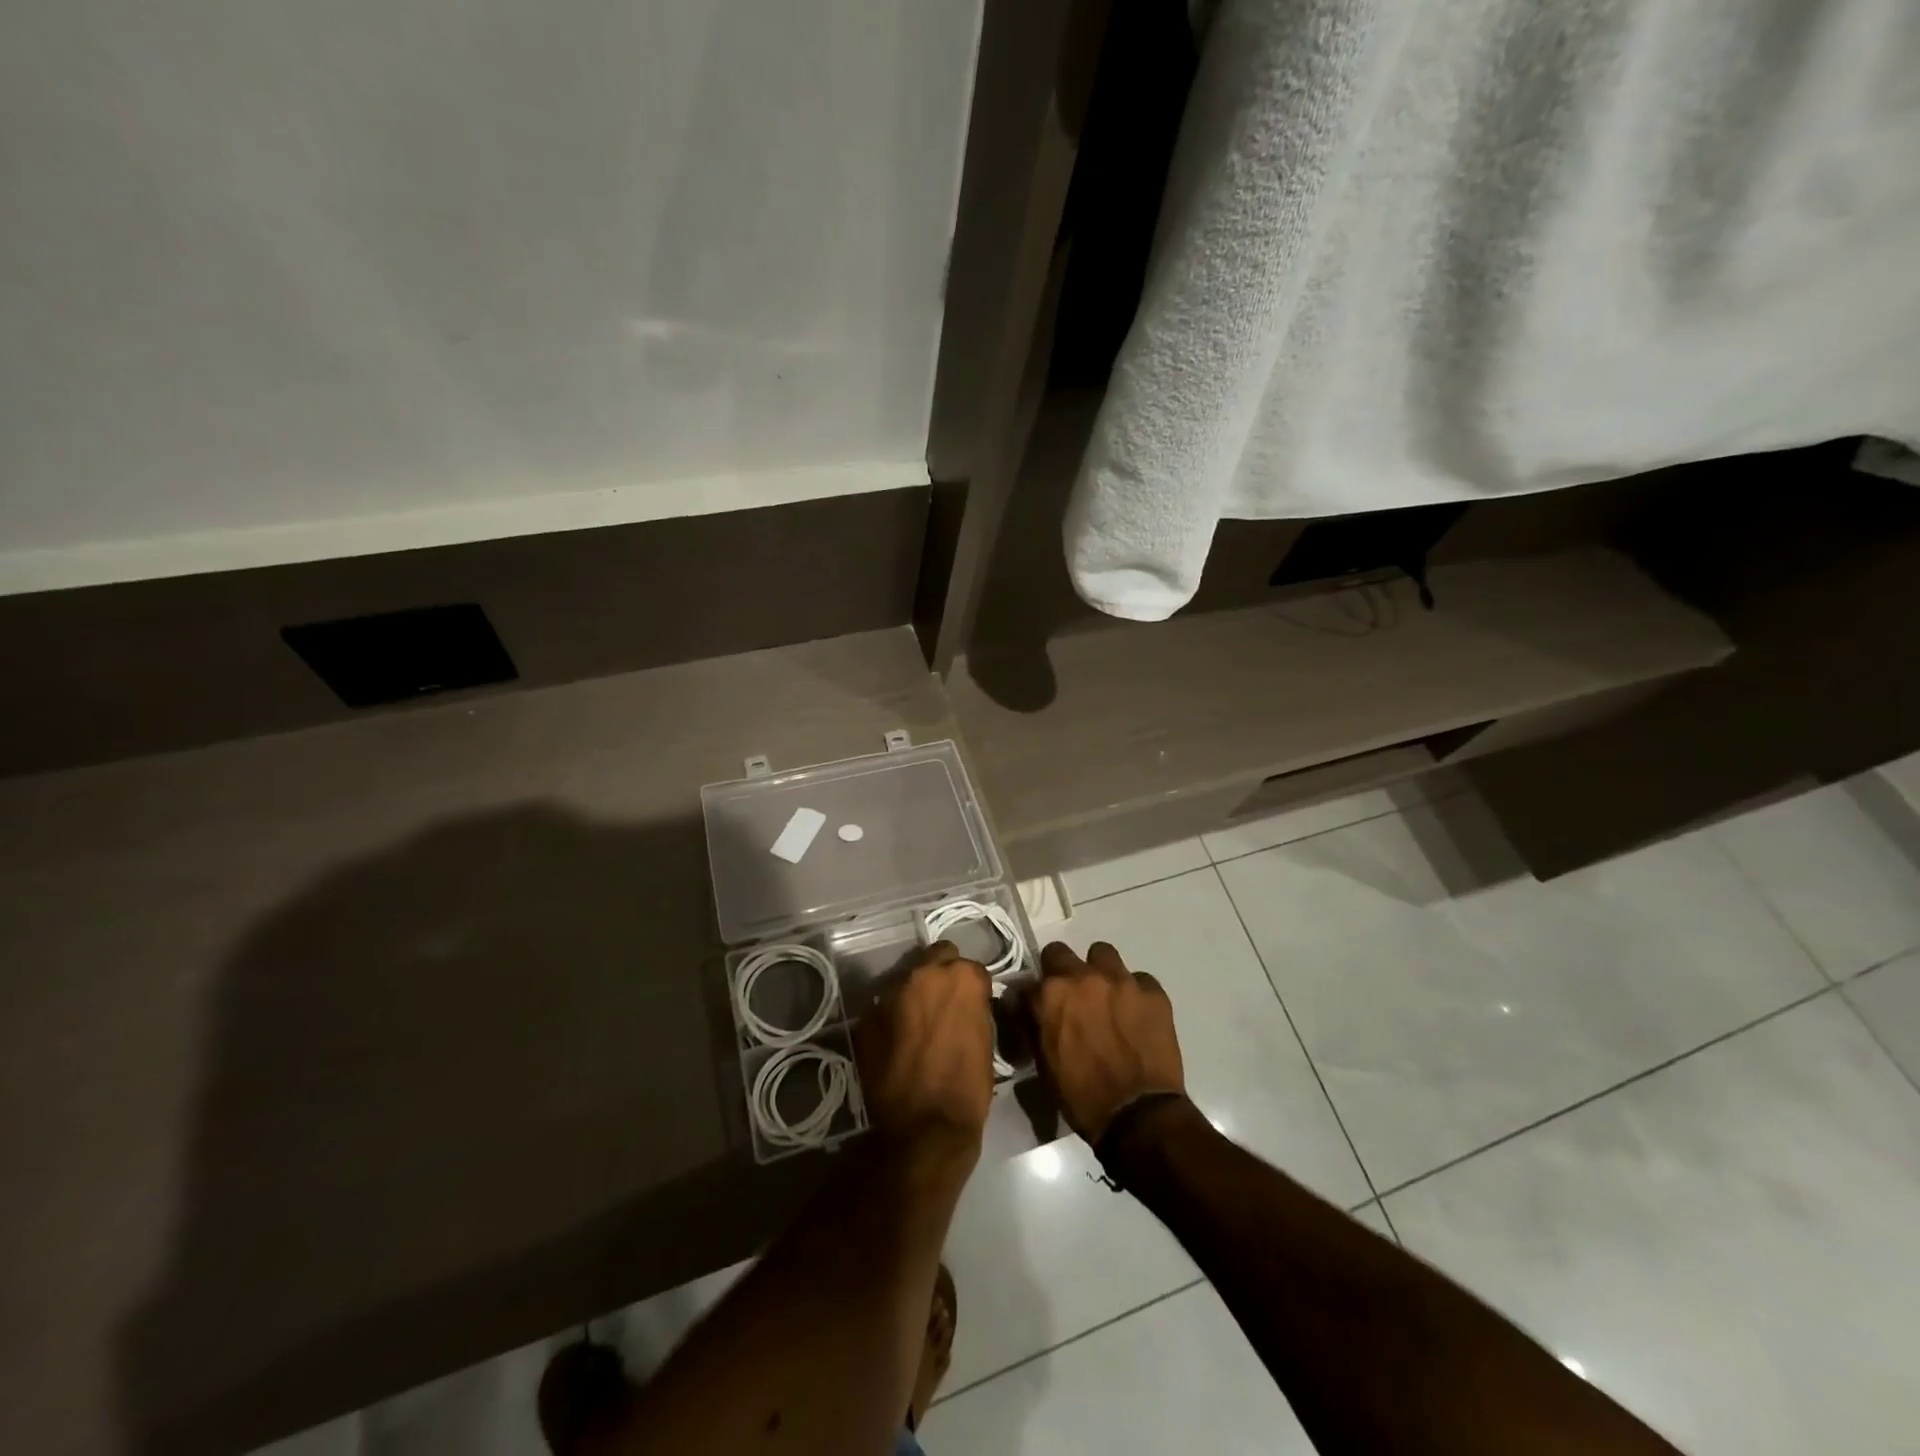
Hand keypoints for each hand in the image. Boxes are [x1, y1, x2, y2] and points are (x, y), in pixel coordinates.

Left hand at [854, 942, 994, 1153]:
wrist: (924, 1129)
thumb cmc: (968, 1088)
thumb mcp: (986, 1040)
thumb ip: (974, 1008)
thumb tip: (967, 1003)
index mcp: (961, 977)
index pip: (971, 967)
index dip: (972, 987)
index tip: (972, 1004)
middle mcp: (923, 974)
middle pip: (935, 958)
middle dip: (941, 975)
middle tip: (945, 1004)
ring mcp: (891, 993)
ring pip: (907, 979)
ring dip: (915, 994)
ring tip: (918, 1023)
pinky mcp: (867, 1016)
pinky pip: (884, 1007)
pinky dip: (893, 1017)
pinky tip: (898, 1041)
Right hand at [1029, 941, 1185, 1143]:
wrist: (1138, 1115)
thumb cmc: (1082, 1096)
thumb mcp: (1044, 1063)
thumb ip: (1034, 1025)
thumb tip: (1027, 1009)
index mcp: (1050, 995)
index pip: (1028, 980)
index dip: (1033, 995)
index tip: (1038, 1007)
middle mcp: (1082, 977)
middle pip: (1060, 952)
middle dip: (1060, 971)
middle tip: (1071, 997)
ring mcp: (1120, 980)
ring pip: (1103, 954)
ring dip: (1099, 971)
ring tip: (1106, 997)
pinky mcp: (1153, 991)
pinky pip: (1139, 979)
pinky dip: (1135, 993)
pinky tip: (1137, 1015)